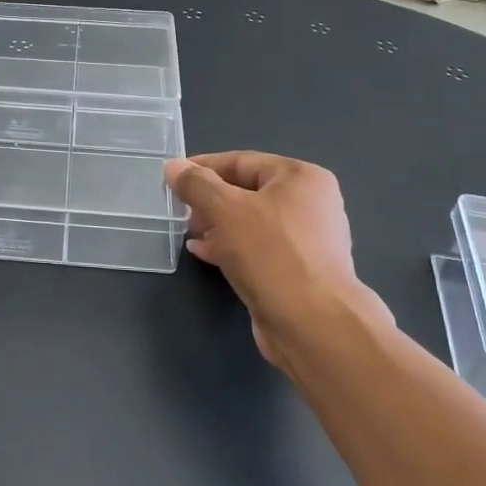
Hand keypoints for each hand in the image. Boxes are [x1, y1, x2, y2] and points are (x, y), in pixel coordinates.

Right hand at [164, 152, 389, 365]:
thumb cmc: (270, 253)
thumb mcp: (224, 209)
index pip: (242, 161)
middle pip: (247, 191)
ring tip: (189, 232)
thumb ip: (196, 185)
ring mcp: (308, 240)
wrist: (312, 324)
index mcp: (301, 178)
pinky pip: (258, 248)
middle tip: (181, 210)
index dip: (203, 168)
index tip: (173, 178)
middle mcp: (311, 204)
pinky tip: (205, 254)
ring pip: (251, 222)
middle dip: (210, 200)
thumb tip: (174, 167)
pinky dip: (231, 247)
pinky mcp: (299, 271)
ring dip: (218, 225)